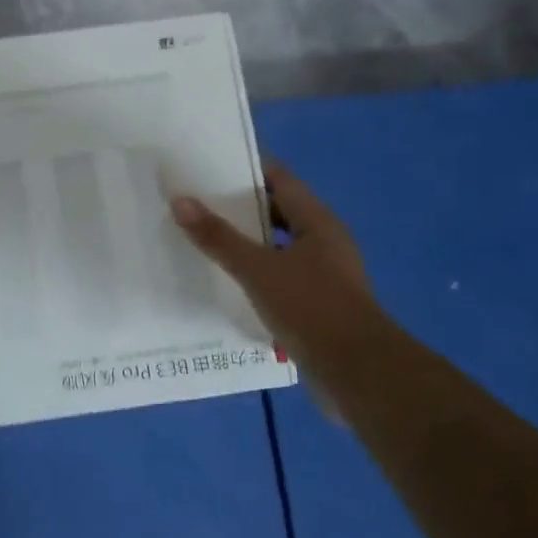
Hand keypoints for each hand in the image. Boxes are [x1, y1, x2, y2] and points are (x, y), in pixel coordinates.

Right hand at [171, 162, 374, 359]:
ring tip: (203, 240)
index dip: (246, 169)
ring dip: (246, 243)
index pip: (280, 179)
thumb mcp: (258, 269)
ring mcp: (323, 274)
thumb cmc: (310, 308)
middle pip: (278, 212)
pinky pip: (280, 277)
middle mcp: (324, 242)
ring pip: (277, 247)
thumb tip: (181, 201)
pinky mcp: (317, 304)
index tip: (207, 165)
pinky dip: (255, 274)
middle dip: (239, 208)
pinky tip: (226, 282)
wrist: (356, 372)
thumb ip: (219, 237)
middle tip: (195, 202)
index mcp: (317, 222)